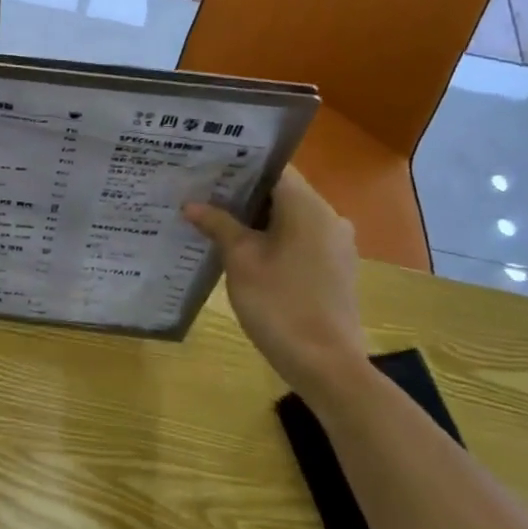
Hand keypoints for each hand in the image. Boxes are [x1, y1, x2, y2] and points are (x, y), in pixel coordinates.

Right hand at [184, 166, 367, 394]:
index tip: (208, 168)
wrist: (325, 363)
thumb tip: (191, 204)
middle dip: (243, 193)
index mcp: (308, 207)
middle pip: (282, 192)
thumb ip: (218, 225)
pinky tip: (245, 251)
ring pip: (291, 217)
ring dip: (257, 218)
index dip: (240, 165)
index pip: (274, 168)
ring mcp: (336, 244)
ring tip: (216, 221)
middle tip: (202, 194)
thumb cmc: (279, 304)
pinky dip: (274, 238)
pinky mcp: (335, 267)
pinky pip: (300, 239)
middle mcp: (329, 217)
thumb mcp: (240, 261)